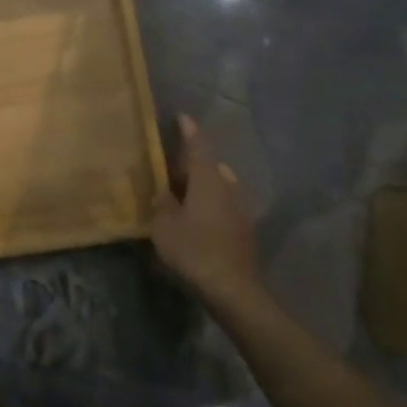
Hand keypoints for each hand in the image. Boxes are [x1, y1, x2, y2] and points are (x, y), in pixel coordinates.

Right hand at [151, 115, 258, 307]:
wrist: (232, 290)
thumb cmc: (194, 250)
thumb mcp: (164, 226)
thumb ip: (162, 204)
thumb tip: (164, 193)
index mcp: (208, 180)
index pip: (198, 146)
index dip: (188, 130)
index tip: (182, 117)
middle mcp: (228, 188)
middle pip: (210, 166)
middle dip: (192, 164)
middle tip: (171, 166)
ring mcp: (240, 210)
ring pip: (219, 187)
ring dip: (202, 186)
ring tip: (182, 193)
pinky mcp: (244, 231)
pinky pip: (223, 206)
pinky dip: (209, 205)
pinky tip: (196, 218)